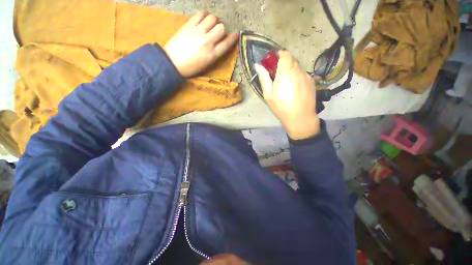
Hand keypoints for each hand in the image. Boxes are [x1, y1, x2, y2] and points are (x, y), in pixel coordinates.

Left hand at [164, 11, 238, 77]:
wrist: (173, 63)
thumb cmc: (191, 67)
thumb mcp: (207, 65)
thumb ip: (215, 54)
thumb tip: (220, 43)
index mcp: (212, 55)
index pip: (227, 43)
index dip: (233, 38)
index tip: (236, 34)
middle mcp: (207, 42)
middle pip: (221, 28)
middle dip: (222, 29)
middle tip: (217, 31)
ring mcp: (198, 32)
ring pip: (212, 18)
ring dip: (214, 21)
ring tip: (210, 24)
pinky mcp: (189, 25)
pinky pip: (200, 14)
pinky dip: (204, 15)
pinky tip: (203, 19)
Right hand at [255, 51, 319, 139]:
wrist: (300, 118)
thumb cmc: (281, 107)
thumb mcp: (268, 94)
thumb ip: (264, 78)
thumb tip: (258, 65)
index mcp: (286, 72)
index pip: (285, 54)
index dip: (279, 55)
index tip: (274, 63)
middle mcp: (298, 70)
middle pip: (291, 60)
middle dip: (284, 65)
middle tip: (278, 77)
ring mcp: (307, 76)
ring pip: (298, 68)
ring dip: (291, 72)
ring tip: (287, 86)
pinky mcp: (312, 82)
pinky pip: (303, 75)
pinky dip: (298, 78)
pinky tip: (295, 90)